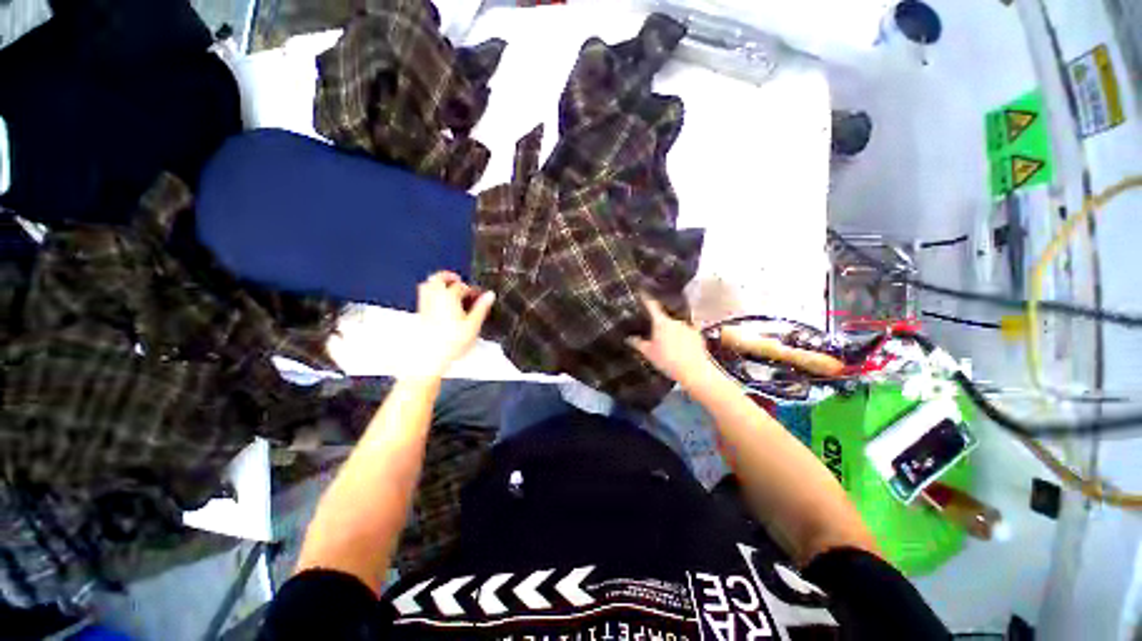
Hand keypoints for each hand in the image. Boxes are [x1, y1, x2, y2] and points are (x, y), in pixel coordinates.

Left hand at [413, 271, 494, 377]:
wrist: (430, 357)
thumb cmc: (451, 343)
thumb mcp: (474, 325)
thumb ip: (482, 307)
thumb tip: (490, 295)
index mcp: (449, 297)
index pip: (461, 286)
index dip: (471, 289)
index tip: (477, 295)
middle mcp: (434, 298)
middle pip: (438, 278)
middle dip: (449, 277)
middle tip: (458, 279)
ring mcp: (425, 305)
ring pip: (428, 285)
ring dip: (437, 283)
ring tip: (447, 286)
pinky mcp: (420, 314)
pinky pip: (424, 296)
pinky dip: (431, 294)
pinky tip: (439, 303)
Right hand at [626, 295, 714, 390]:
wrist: (693, 371)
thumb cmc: (668, 361)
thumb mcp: (648, 353)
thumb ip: (637, 343)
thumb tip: (629, 338)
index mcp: (661, 323)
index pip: (652, 306)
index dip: (646, 298)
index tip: (642, 291)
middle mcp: (675, 321)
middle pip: (665, 317)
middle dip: (660, 323)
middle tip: (656, 334)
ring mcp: (688, 326)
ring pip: (676, 325)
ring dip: (672, 331)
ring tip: (670, 344)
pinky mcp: (698, 334)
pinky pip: (688, 331)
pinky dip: (684, 336)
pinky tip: (683, 346)